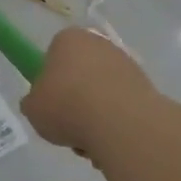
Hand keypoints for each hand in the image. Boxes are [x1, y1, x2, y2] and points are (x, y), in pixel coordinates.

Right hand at [23, 27, 155, 162]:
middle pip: (81, 73)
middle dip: (76, 99)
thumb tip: (41, 103)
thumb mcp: (33, 108)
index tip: (50, 103)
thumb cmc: (67, 106)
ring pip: (102, 92)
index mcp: (68, 39)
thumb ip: (34, 102)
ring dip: (96, 115)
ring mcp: (126, 63)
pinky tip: (110, 142)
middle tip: (69, 125)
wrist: (119, 123)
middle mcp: (99, 43)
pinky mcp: (147, 86)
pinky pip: (123, 106)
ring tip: (90, 141)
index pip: (54, 54)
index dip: (50, 81)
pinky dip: (116, 123)